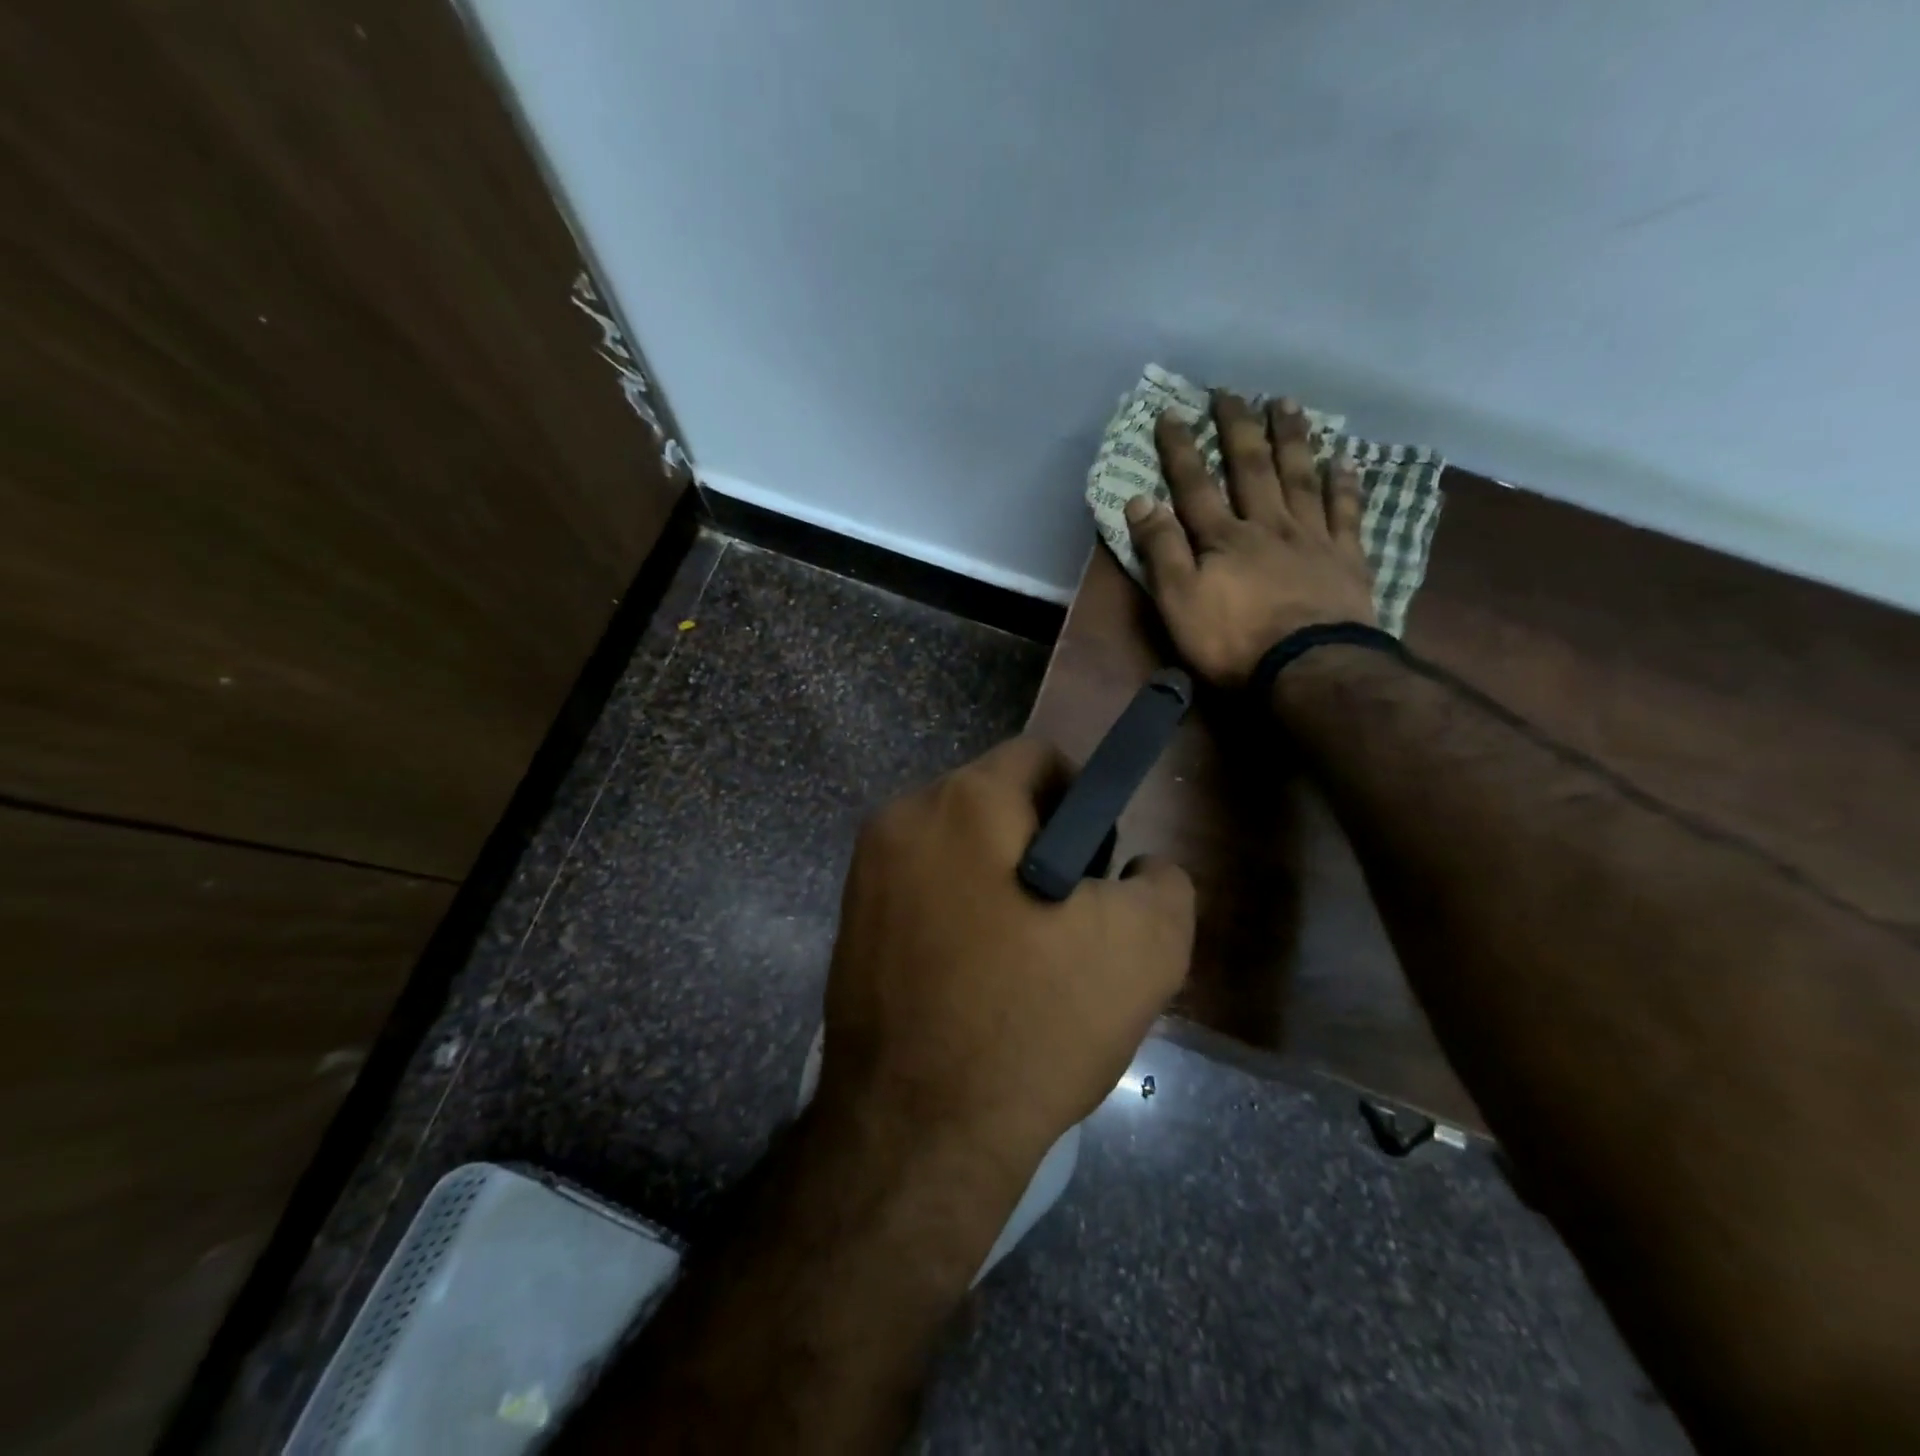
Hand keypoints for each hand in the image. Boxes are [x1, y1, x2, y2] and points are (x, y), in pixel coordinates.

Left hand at [818, 738, 1194, 1180]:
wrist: (918, 1134)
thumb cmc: (1034, 1023)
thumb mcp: (1146, 948)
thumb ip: (1162, 880)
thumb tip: (1139, 867)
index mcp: (964, 801)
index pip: (1038, 758)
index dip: (1082, 801)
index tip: (1096, 868)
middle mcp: (902, 816)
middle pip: (993, 800)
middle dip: (1038, 842)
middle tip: (1065, 918)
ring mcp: (865, 869)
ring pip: (956, 846)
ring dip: (996, 878)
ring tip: (1023, 954)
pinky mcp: (848, 919)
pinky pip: (921, 888)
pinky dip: (955, 909)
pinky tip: (975, 973)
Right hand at [1124, 391, 1377, 686]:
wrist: (1308, 667)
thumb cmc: (1233, 641)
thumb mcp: (1178, 602)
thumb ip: (1161, 550)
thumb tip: (1139, 500)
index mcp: (1223, 538)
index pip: (1195, 485)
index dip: (1180, 449)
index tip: (1171, 412)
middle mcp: (1268, 525)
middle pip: (1251, 468)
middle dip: (1237, 428)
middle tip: (1231, 392)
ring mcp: (1312, 538)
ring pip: (1300, 477)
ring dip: (1291, 439)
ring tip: (1285, 404)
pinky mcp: (1346, 558)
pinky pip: (1346, 511)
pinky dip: (1344, 483)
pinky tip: (1344, 458)